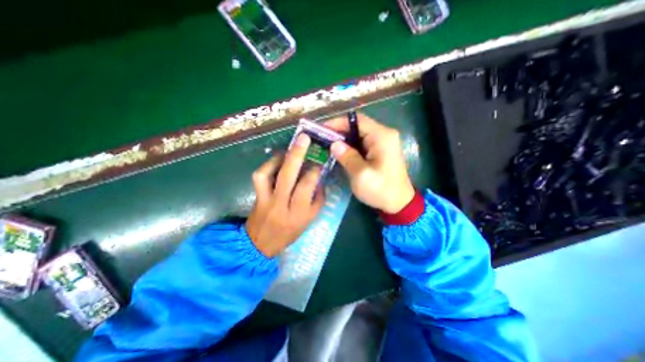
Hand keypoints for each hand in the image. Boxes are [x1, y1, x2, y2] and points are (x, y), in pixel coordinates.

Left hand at [247, 133, 327, 256]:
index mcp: (298, 213)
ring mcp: (266, 199)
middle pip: (288, 176)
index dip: (314, 171)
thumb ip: (317, 200)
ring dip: (280, 158)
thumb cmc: (289, 232)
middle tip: (304, 138)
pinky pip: (259, 177)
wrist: (261, 243)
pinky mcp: (257, 196)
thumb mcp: (309, 220)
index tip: (319, 162)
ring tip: (289, 150)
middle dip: (297, 154)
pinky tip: (276, 160)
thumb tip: (320, 180)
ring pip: (270, 174)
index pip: (307, 187)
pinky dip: (268, 165)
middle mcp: (281, 204)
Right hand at [329, 113, 412, 212]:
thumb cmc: (381, 190)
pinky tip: (340, 153)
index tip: (322, 129)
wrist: (399, 203)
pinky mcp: (380, 150)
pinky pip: (362, 143)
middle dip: (339, 132)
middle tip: (322, 139)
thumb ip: (347, 157)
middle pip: (358, 126)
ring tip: (327, 146)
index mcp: (382, 136)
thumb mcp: (361, 175)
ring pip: (359, 135)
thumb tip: (334, 144)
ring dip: (344, 139)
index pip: (357, 120)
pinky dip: (350, 146)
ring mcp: (383, 142)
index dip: (338, 123)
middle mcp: (384, 135)